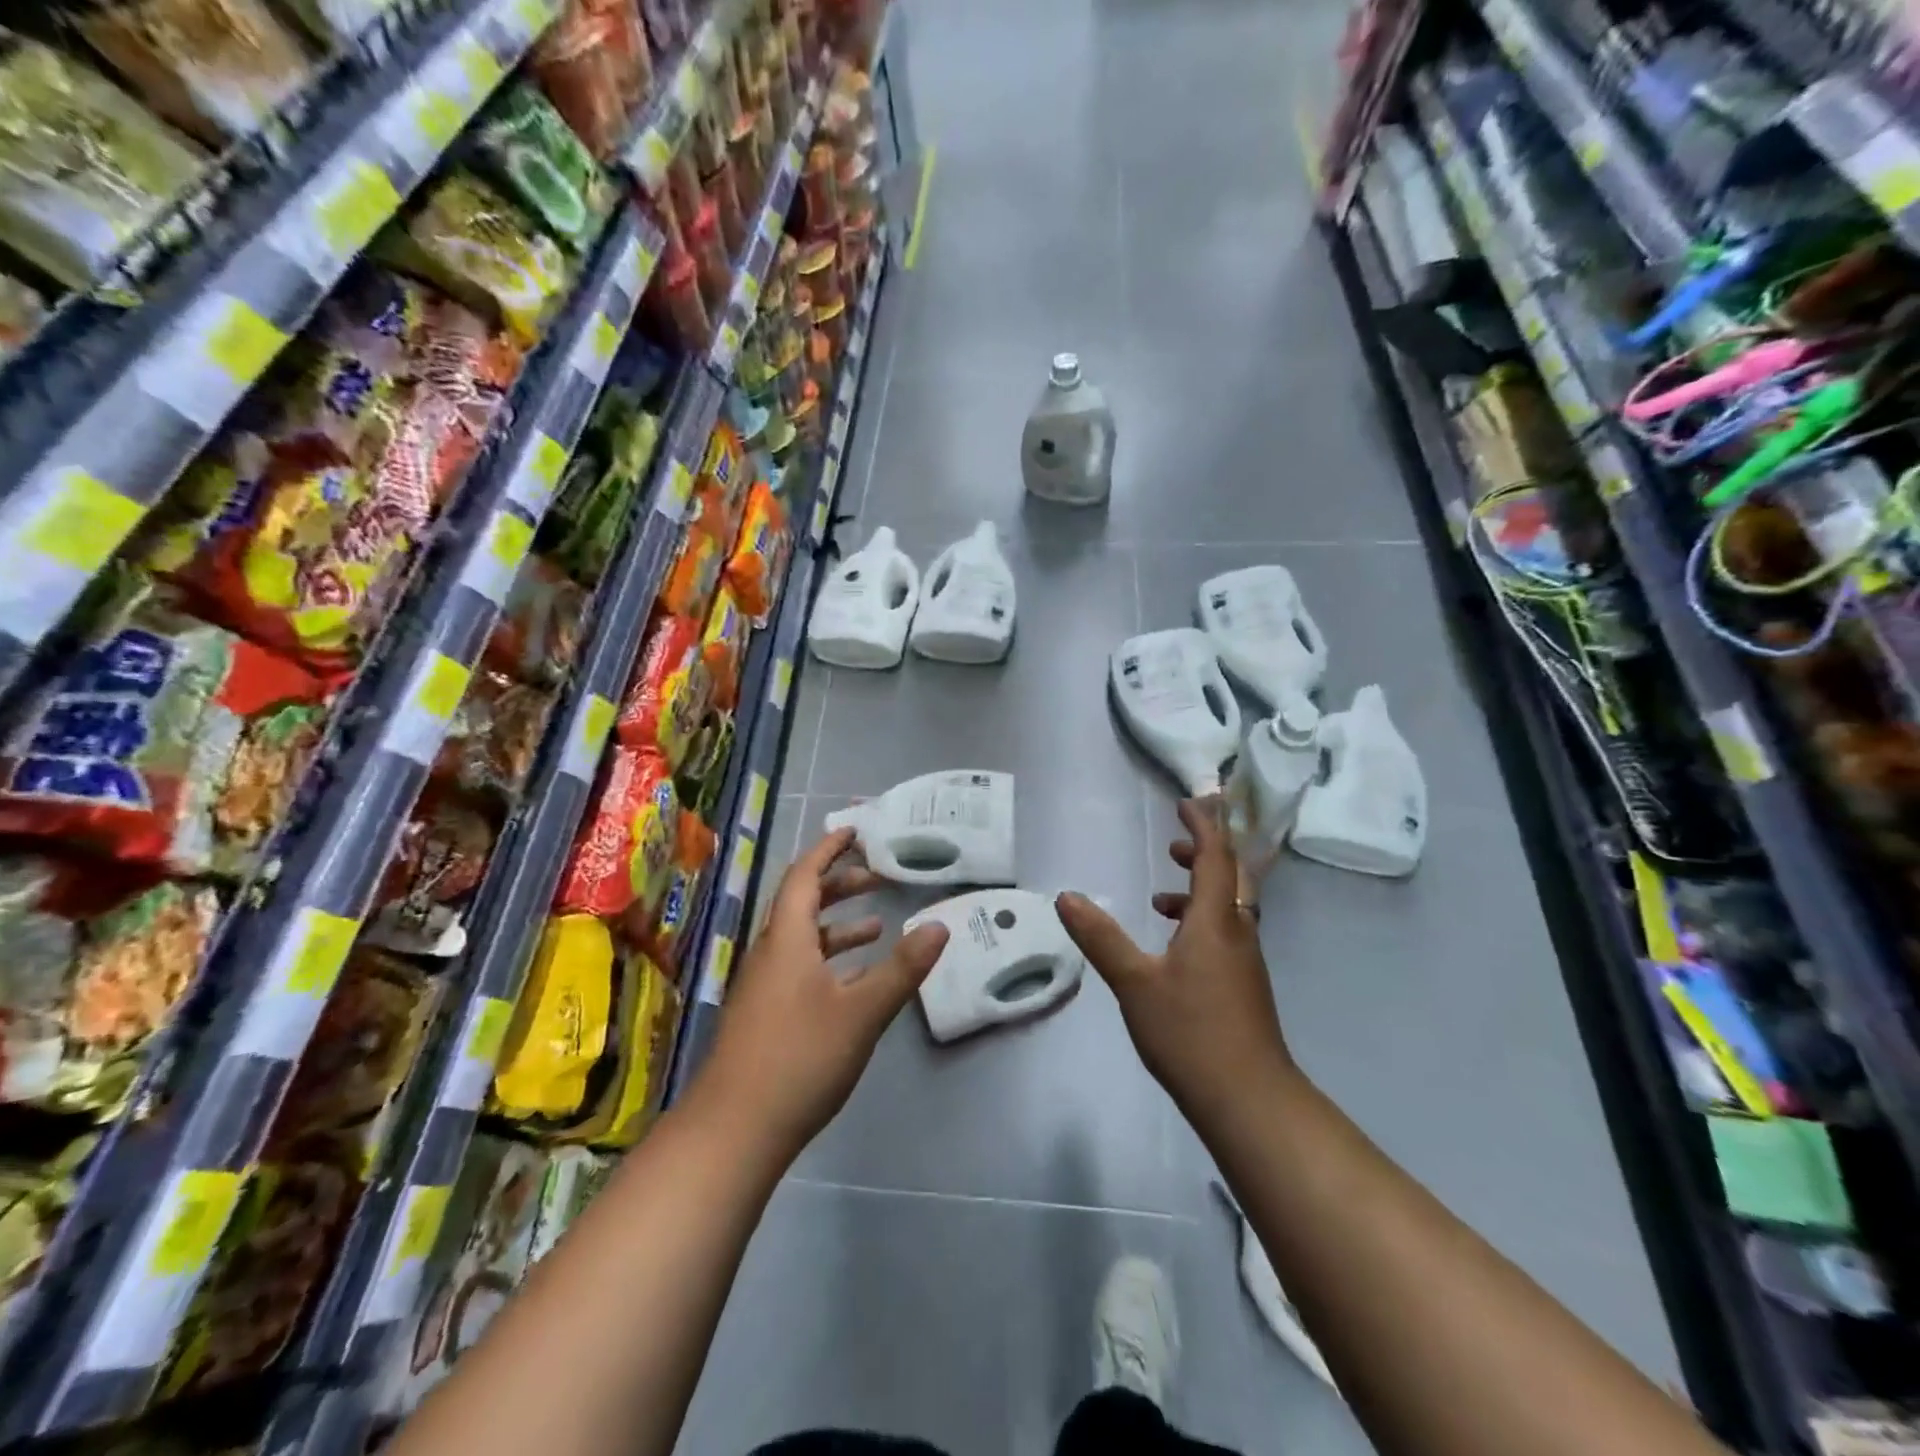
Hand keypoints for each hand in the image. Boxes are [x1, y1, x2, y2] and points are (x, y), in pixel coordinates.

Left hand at [700, 827, 948, 1158]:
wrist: (734, 1132)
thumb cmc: (799, 1059)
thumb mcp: (862, 1012)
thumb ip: (903, 968)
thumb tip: (940, 925)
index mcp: (786, 940)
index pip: (804, 876)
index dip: (829, 850)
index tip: (855, 832)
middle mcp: (770, 953)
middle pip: (801, 902)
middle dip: (839, 883)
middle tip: (878, 875)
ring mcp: (764, 986)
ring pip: (801, 937)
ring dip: (837, 923)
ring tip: (877, 923)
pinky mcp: (764, 1015)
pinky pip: (799, 966)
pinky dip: (829, 958)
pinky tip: (854, 978)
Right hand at [1055, 799, 1293, 1119]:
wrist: (1248, 1099)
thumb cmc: (1190, 1032)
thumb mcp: (1134, 982)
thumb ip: (1101, 937)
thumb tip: (1067, 897)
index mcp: (1215, 921)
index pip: (1216, 857)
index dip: (1203, 826)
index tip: (1187, 803)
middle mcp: (1237, 932)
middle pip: (1232, 876)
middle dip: (1207, 853)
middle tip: (1175, 844)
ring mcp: (1244, 961)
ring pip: (1229, 907)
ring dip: (1201, 890)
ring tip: (1161, 897)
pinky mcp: (1243, 986)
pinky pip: (1226, 933)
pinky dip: (1201, 922)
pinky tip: (1172, 948)